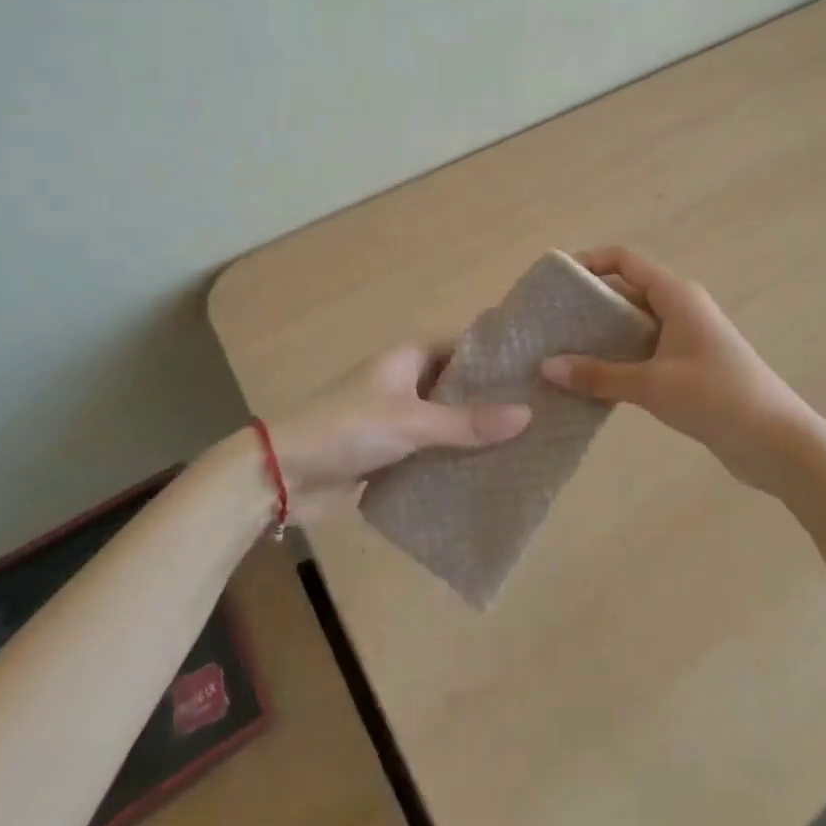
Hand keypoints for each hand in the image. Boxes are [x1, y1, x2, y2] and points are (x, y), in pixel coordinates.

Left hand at [269, 342, 530, 518]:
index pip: (464, 348)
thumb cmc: (348, 428)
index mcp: (409, 357)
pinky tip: (486, 476)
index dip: (497, 359)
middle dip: (491, 402)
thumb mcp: (411, 422)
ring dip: (473, 435)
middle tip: (542, 415)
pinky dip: (452, 460)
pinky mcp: (389, 452)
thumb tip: (527, 415)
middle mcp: (406, 381)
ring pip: (445, 422)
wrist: (283, 474)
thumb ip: (467, 423)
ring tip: (526, 448)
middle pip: (457, 387)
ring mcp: (397, 418)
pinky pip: (430, 451)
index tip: (538, 372)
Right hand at [541, 246, 812, 491]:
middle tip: (550, 324)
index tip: (556, 282)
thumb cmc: (716, 398)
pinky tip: (593, 380)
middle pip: (626, 291)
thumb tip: (546, 366)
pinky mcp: (689, 366)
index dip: (589, 263)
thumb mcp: (652, 385)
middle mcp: (680, 307)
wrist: (777, 442)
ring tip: (562, 353)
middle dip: (589, 304)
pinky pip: (644, 350)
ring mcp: (686, 337)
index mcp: (676, 295)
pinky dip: (619, 358)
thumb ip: (599, 375)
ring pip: (634, 324)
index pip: (624, 260)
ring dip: (602, 335)